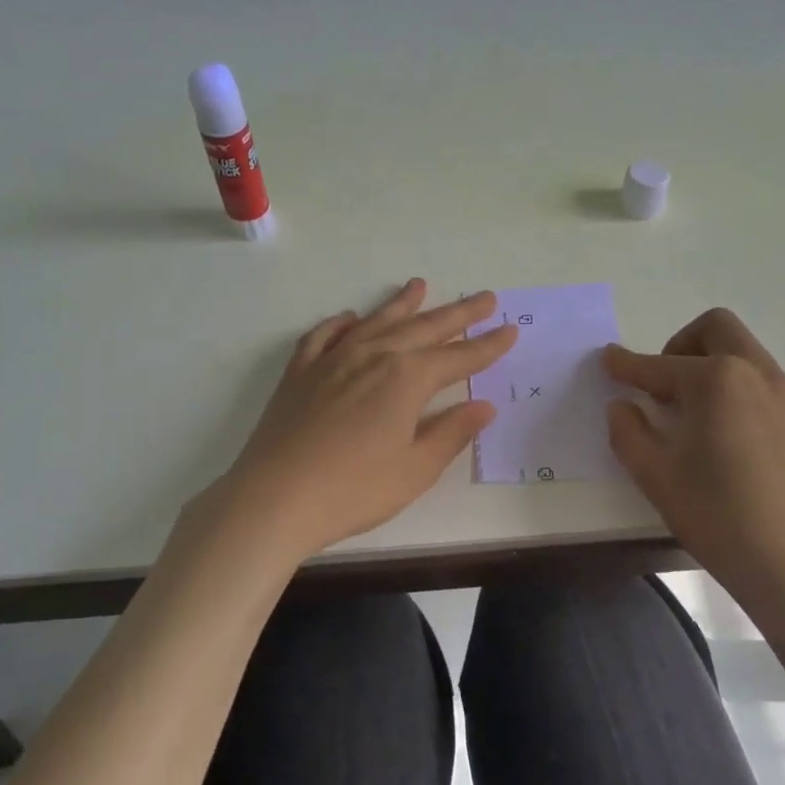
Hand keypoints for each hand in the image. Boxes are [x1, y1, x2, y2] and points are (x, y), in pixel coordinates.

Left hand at [214, 279, 515, 558]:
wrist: (274, 498)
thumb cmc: (354, 490)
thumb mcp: (414, 469)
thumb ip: (450, 433)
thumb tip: (483, 406)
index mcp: (406, 379)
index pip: (458, 357)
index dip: (487, 346)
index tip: (510, 330)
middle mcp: (373, 356)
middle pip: (424, 329)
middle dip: (458, 314)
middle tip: (484, 297)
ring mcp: (332, 360)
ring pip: (376, 322)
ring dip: (402, 304)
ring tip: (420, 286)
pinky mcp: (300, 372)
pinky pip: (325, 335)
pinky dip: (342, 323)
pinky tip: (351, 318)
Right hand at [604, 309, 784, 616]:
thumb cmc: (714, 514)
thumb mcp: (654, 473)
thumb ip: (628, 431)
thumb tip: (623, 406)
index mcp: (716, 380)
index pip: (660, 365)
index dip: (627, 365)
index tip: (607, 360)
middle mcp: (755, 373)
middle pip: (715, 329)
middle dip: (679, 345)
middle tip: (660, 385)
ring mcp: (784, 395)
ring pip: (742, 352)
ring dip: (708, 363)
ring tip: (688, 412)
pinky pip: (760, 381)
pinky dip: (732, 386)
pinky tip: (720, 432)